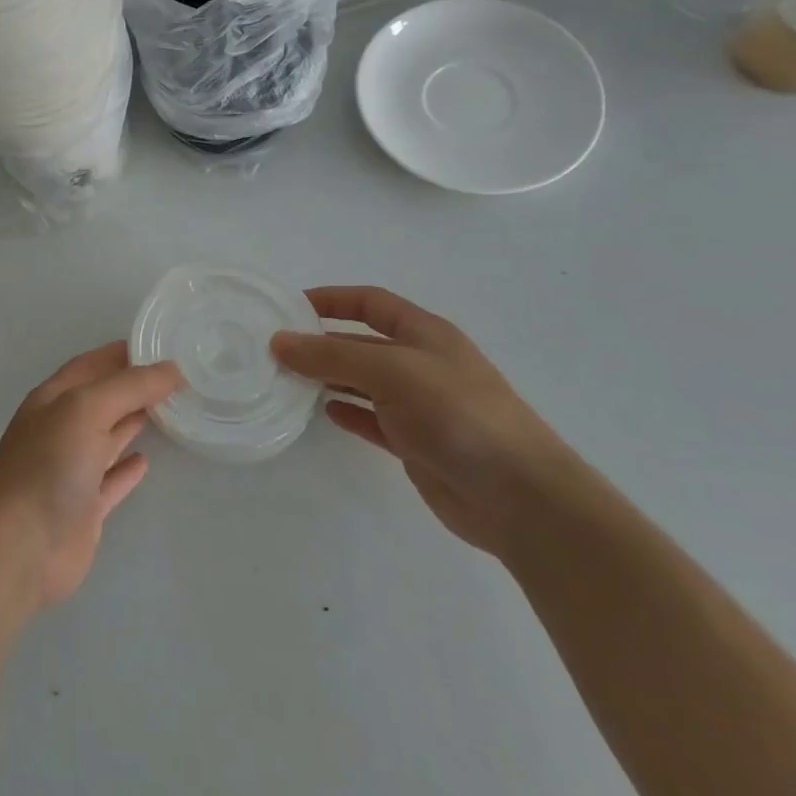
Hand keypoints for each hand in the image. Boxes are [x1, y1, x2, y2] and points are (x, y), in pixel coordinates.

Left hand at [0, 343, 182, 610]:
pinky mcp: (83, 508)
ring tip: (168, 410)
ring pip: (106, 438)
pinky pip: (110, 481)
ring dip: (131, 423)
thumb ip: (130, 386)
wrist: (19, 545)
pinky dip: (126, 470)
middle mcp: (60, 430)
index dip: (119, 354)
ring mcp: (70, 471)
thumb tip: (173, 369)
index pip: (89, 366)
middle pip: (100, 400)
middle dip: (131, 387)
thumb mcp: (86, 409)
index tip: (157, 345)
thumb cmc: (48, 464)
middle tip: (174, 377)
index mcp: (52, 400)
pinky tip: (145, 461)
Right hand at [271, 286, 575, 556]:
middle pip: (362, 342)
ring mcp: (420, 405)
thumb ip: (332, 355)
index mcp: (425, 334)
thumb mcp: (391, 370)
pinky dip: (347, 413)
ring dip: (328, 378)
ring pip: (363, 382)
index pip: (370, 302)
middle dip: (322, 342)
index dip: (331, 299)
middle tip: (276, 350)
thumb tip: (279, 341)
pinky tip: (325, 414)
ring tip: (288, 381)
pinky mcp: (416, 443)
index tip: (289, 307)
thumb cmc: (457, 414)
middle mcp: (422, 364)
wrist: (519, 496)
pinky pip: (372, 419)